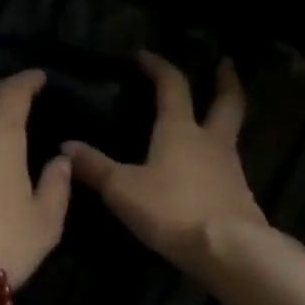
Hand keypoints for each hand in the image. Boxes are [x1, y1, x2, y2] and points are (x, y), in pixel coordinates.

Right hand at [64, 52, 265, 275]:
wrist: (227, 248)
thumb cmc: (171, 210)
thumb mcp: (122, 190)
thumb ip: (95, 167)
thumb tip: (66, 146)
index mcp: (180, 129)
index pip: (172, 85)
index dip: (157, 66)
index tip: (144, 55)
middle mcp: (211, 141)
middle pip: (226, 101)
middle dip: (225, 80)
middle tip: (225, 63)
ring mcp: (230, 167)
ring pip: (231, 132)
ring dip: (225, 117)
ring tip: (215, 115)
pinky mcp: (239, 195)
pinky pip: (229, 164)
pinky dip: (220, 156)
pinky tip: (210, 168)